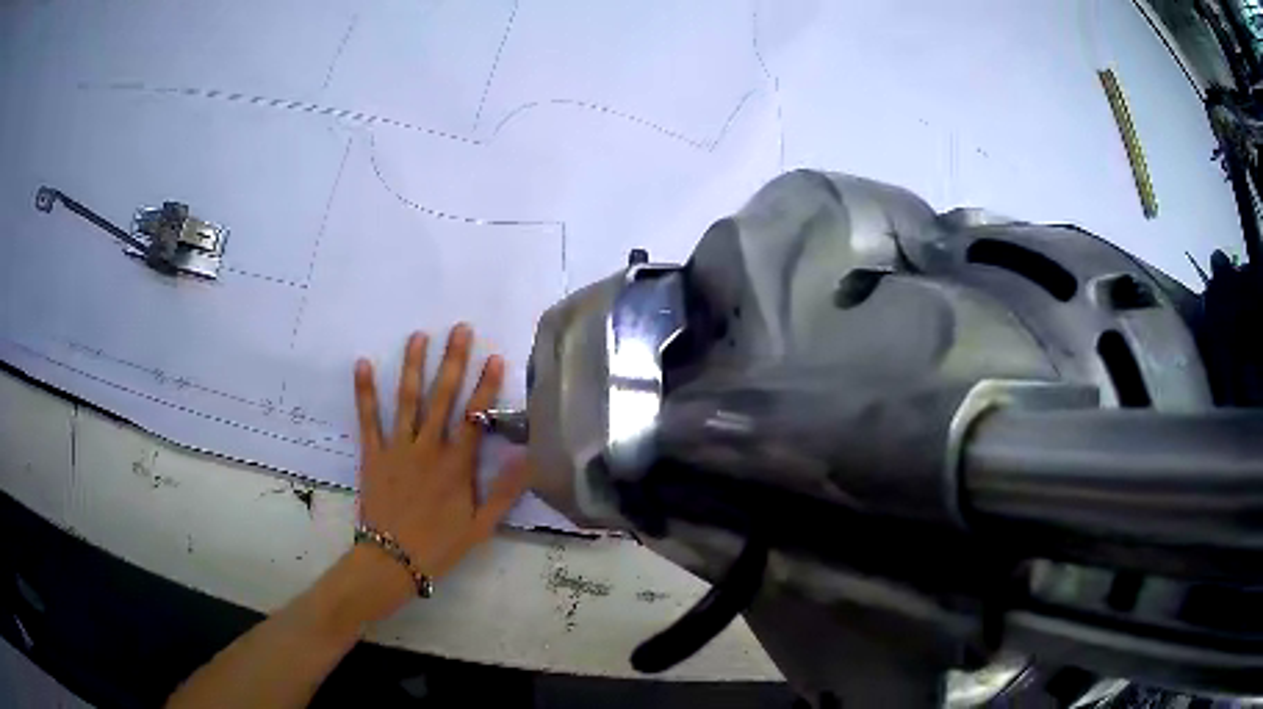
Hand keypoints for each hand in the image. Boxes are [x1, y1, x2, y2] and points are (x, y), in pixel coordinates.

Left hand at [353, 325, 531, 591]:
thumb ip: (504, 491)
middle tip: (459, 329)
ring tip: (418, 336)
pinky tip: (363, 364)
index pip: (475, 417)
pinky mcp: (372, 454)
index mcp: (456, 465)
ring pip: (406, 400)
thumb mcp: (481, 527)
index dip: (486, 386)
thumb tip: (528, 456)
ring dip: (413, 366)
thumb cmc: (439, 546)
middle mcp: (427, 448)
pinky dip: (365, 391)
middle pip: (442, 398)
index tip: (494, 356)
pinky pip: (367, 419)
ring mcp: (397, 448)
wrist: (392, 562)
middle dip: (452, 361)